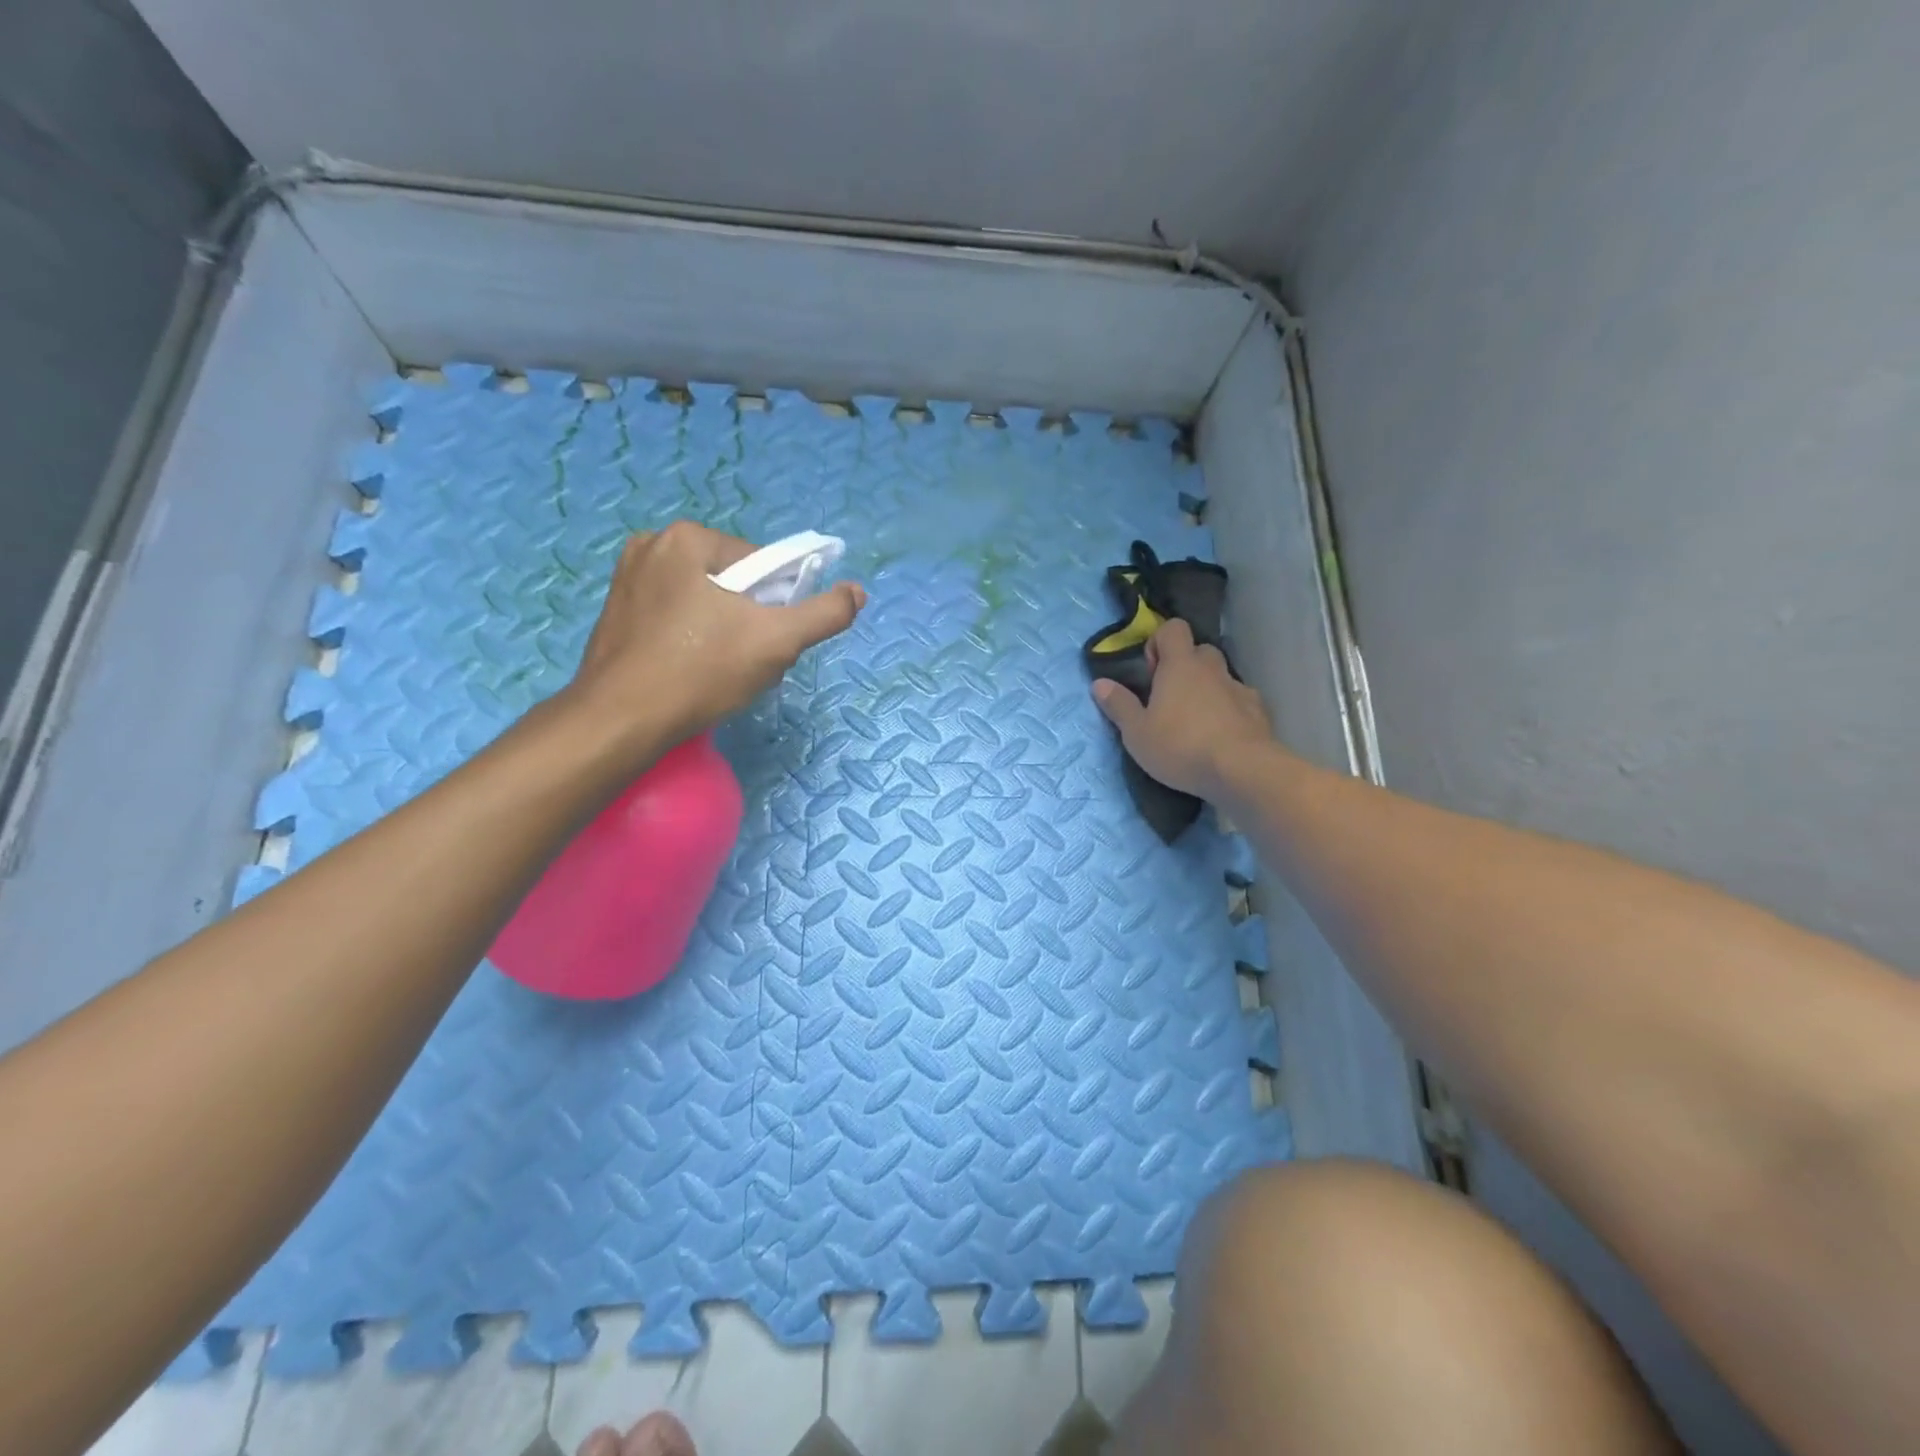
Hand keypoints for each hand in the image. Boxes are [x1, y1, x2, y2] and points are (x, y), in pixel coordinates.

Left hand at [564, 521, 864, 750]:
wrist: (621, 722)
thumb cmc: (701, 672)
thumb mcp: (777, 641)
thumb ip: (824, 614)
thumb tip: (858, 591)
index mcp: (687, 538)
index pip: (761, 564)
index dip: (778, 603)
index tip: (771, 640)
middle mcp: (651, 545)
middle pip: (733, 581)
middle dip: (751, 619)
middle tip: (748, 660)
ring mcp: (627, 579)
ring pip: (705, 601)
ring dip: (725, 631)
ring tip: (721, 671)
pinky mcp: (615, 612)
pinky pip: (675, 616)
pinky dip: (693, 639)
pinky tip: (692, 671)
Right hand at [1091, 618, 1271, 798]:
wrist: (1242, 770)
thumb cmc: (1181, 746)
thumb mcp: (1137, 732)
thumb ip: (1119, 705)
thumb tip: (1099, 683)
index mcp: (1180, 665)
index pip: (1173, 628)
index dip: (1159, 642)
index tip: (1151, 672)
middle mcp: (1212, 669)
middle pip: (1200, 651)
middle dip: (1185, 667)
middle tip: (1171, 698)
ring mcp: (1239, 688)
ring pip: (1221, 676)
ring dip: (1208, 689)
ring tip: (1196, 722)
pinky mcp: (1258, 711)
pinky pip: (1240, 700)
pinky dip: (1230, 710)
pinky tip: (1221, 736)